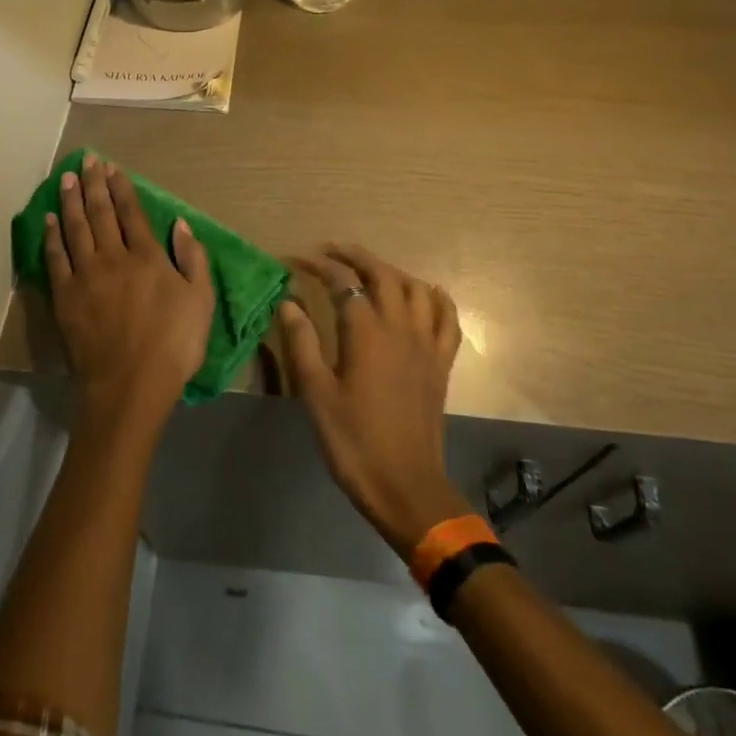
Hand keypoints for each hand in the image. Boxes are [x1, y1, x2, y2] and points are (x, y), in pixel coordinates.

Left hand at [45, 155, 215, 434]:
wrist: (130, 384)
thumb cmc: (174, 344)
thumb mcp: (201, 301)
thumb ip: (193, 258)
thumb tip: (181, 224)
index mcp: (147, 256)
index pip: (131, 212)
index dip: (121, 188)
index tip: (113, 167)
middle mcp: (113, 257)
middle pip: (100, 212)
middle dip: (94, 183)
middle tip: (87, 160)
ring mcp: (85, 275)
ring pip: (75, 227)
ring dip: (71, 200)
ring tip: (67, 177)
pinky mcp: (65, 296)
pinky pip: (56, 257)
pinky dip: (52, 235)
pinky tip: (50, 218)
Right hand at [278, 244, 468, 556]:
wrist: (405, 484)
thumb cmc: (353, 440)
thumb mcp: (316, 393)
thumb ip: (302, 343)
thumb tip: (288, 303)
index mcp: (366, 333)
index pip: (342, 283)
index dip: (318, 267)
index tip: (296, 261)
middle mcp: (400, 327)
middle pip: (383, 274)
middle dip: (355, 256)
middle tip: (331, 251)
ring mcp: (426, 343)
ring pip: (415, 288)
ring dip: (392, 271)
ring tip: (370, 270)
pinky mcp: (442, 362)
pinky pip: (447, 318)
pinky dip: (436, 298)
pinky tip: (426, 293)